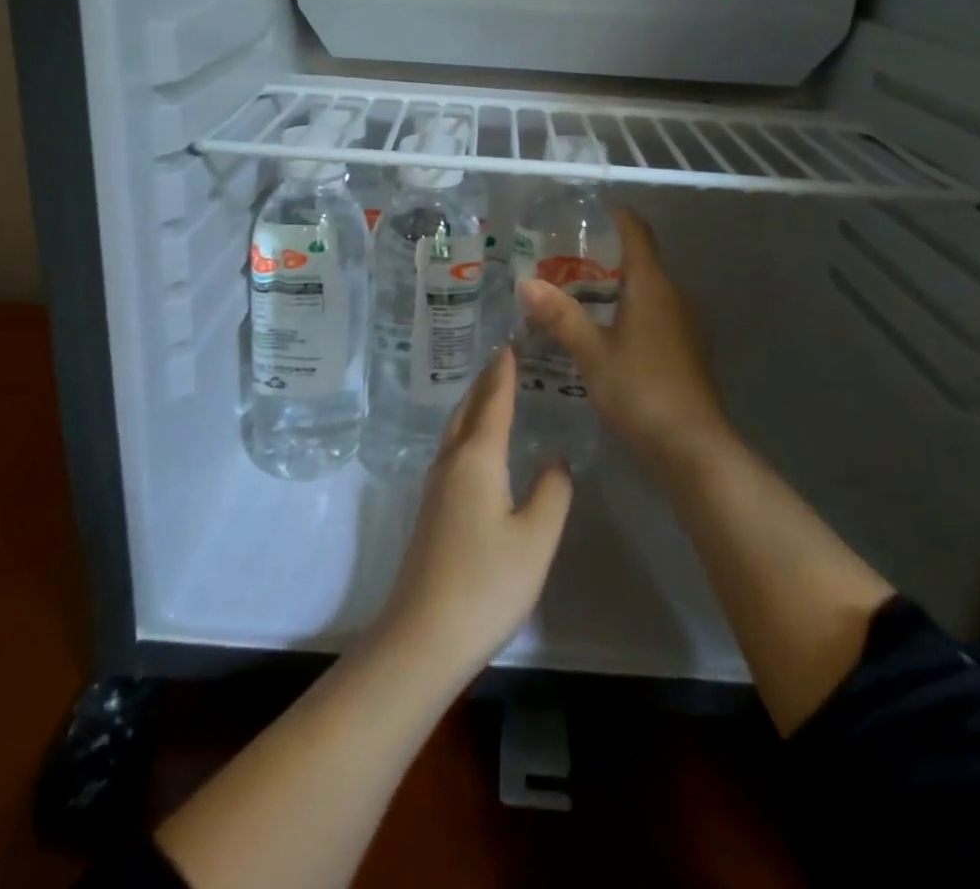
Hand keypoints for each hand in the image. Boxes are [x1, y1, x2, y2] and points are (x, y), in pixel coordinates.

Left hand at [374, 349, 573, 681]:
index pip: (493, 402)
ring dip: (473, 405)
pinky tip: (478, 446)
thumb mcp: (536, 539)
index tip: (510, 344)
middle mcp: (451, 462)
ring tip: (492, 393)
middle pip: (467, 409)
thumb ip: (552, 493)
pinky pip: (451, 450)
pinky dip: (467, 430)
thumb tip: (555, 460)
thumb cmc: (487, 583)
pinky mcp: (431, 510)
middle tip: (503, 360)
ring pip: (455, 429)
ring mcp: (435, 486)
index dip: (504, 373)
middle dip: (485, 382)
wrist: (423, 635)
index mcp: (477, 458)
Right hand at [516, 208, 728, 468]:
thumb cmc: (640, 389)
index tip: (588, 213)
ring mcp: (686, 323)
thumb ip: (560, 316)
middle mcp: (675, 295)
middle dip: (606, 256)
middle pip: (642, 260)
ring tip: (577, 295)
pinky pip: (656, 313)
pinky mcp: (688, 348)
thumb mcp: (592, 352)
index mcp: (652, 285)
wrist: (692, 445)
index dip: (616, 216)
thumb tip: (526, 283)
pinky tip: (606, 332)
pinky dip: (631, 311)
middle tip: (564, 261)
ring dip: (618, 287)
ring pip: (649, 289)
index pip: (637, 232)